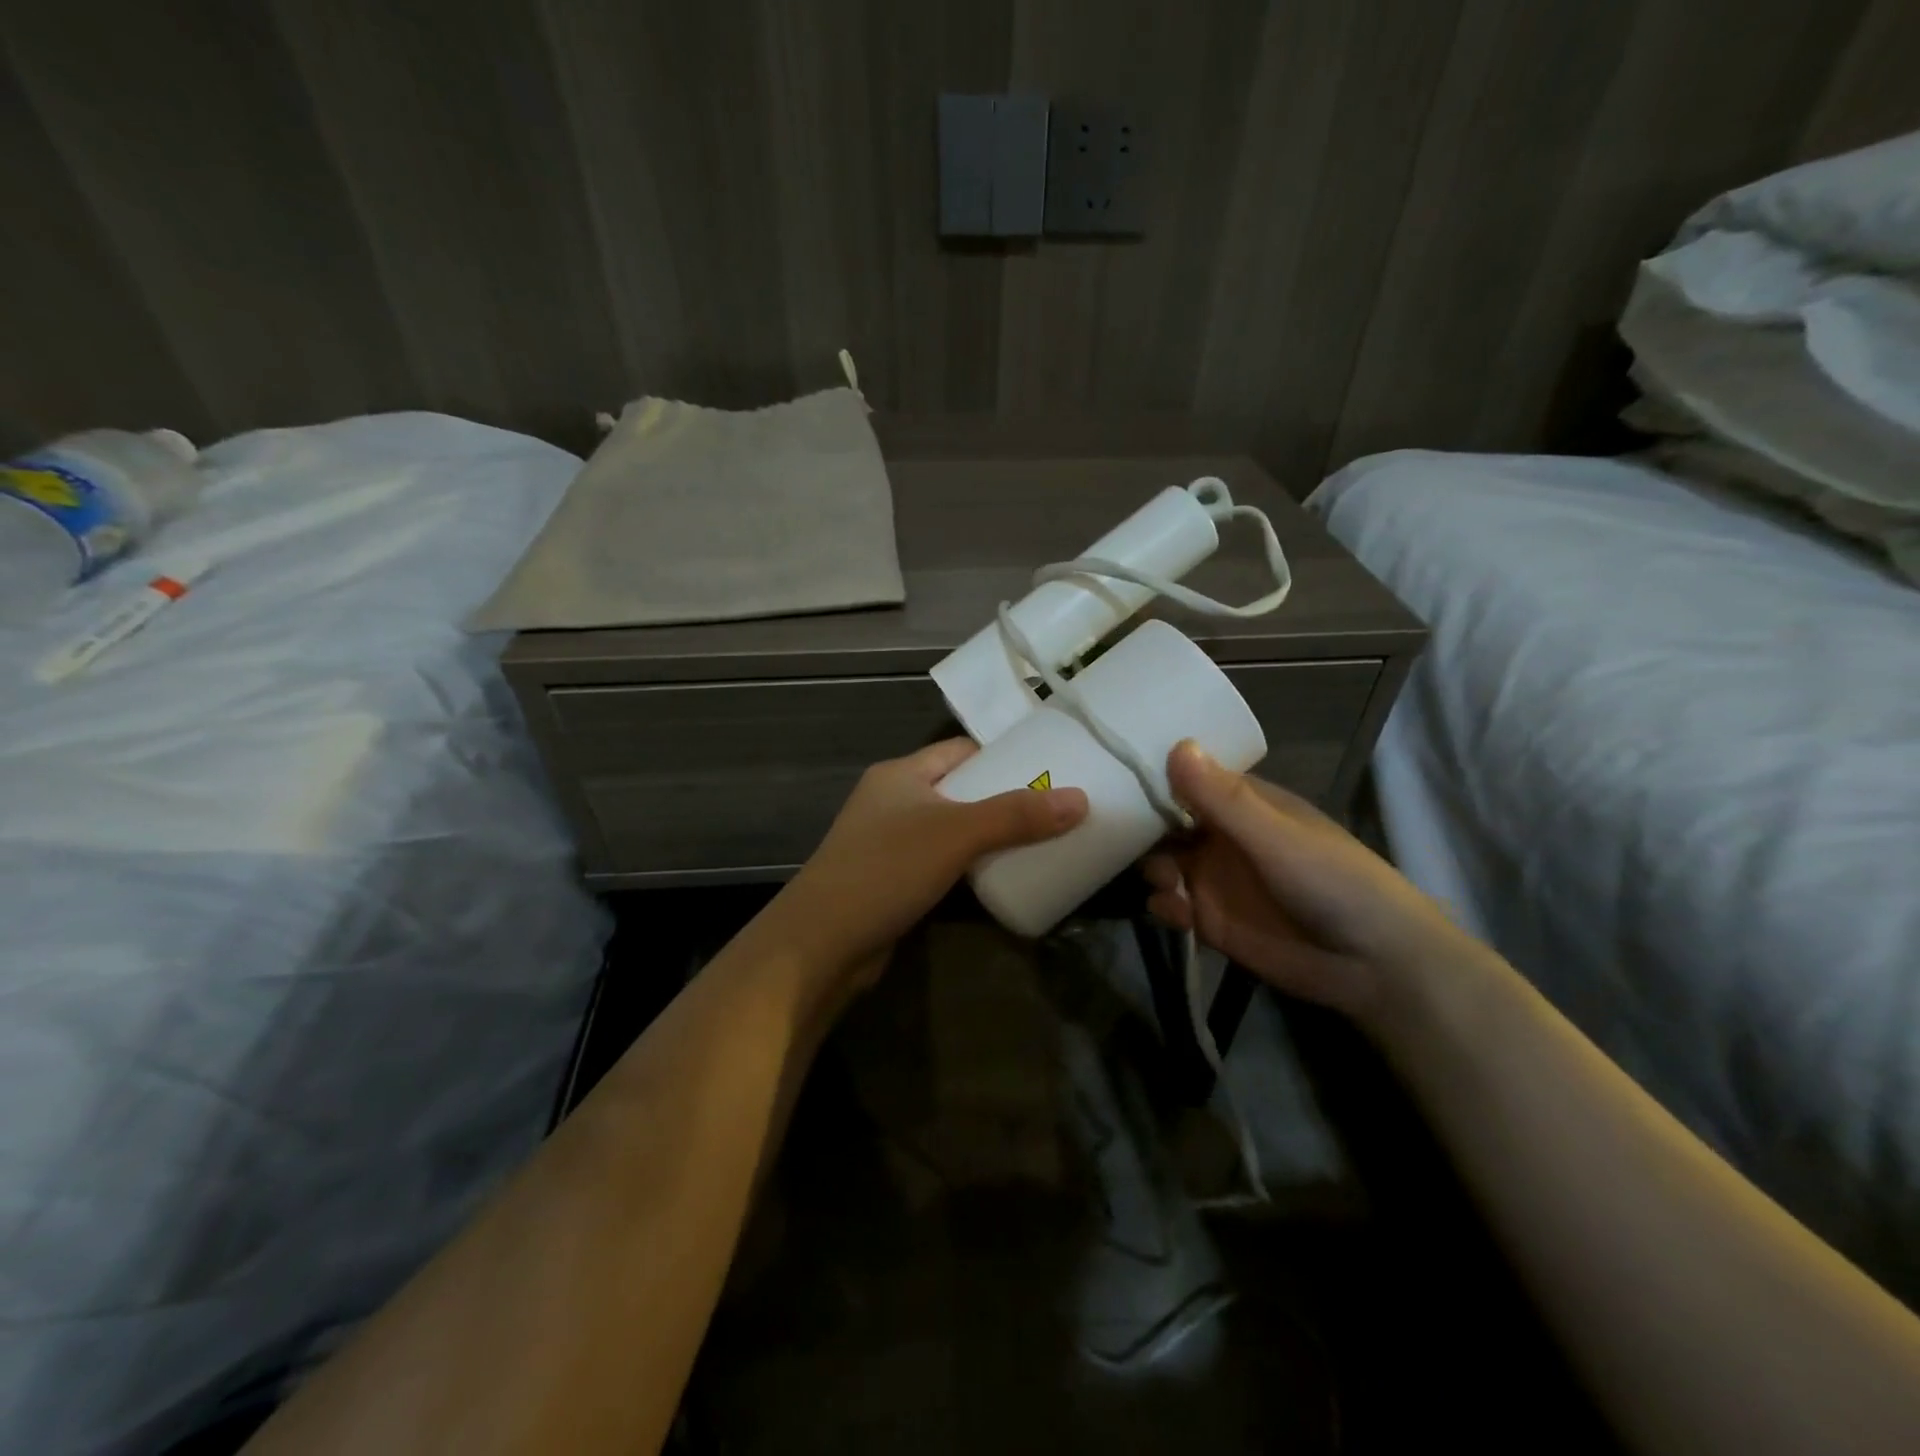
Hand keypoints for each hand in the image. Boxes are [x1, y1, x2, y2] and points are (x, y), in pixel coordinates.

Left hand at [761, 739, 1087, 1005]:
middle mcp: (892, 801)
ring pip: (950, 829)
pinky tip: (998, 878)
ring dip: (987, 836)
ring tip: (1037, 843)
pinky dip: (968, 866)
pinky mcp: (891, 881)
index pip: (960, 750)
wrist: (821, 943)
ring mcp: (888, 843)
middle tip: (1052, 810)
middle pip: (959, 789)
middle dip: (1002, 799)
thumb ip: (1016, 815)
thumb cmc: (886, 869)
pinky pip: (940, 863)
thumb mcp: (956, 833)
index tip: (1046, 769)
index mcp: (901, 774)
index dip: (1002, 756)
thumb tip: (1080, 799)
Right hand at [1142, 742, 1467, 1024]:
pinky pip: (1171, 905)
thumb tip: (1177, 745)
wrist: (1375, 965)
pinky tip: (1174, 911)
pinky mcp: (1210, 921)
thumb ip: (1224, 799)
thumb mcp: (1277, 837)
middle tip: (1123, 837)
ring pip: (1162, 863)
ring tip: (1165, 881)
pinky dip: (1163, 904)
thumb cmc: (1334, 882)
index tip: (1117, 775)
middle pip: (1166, 823)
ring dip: (1153, 868)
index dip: (1156, 778)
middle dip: (1144, 829)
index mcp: (1244, 806)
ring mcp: (1215, 880)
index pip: (1188, 781)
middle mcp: (1223, 838)